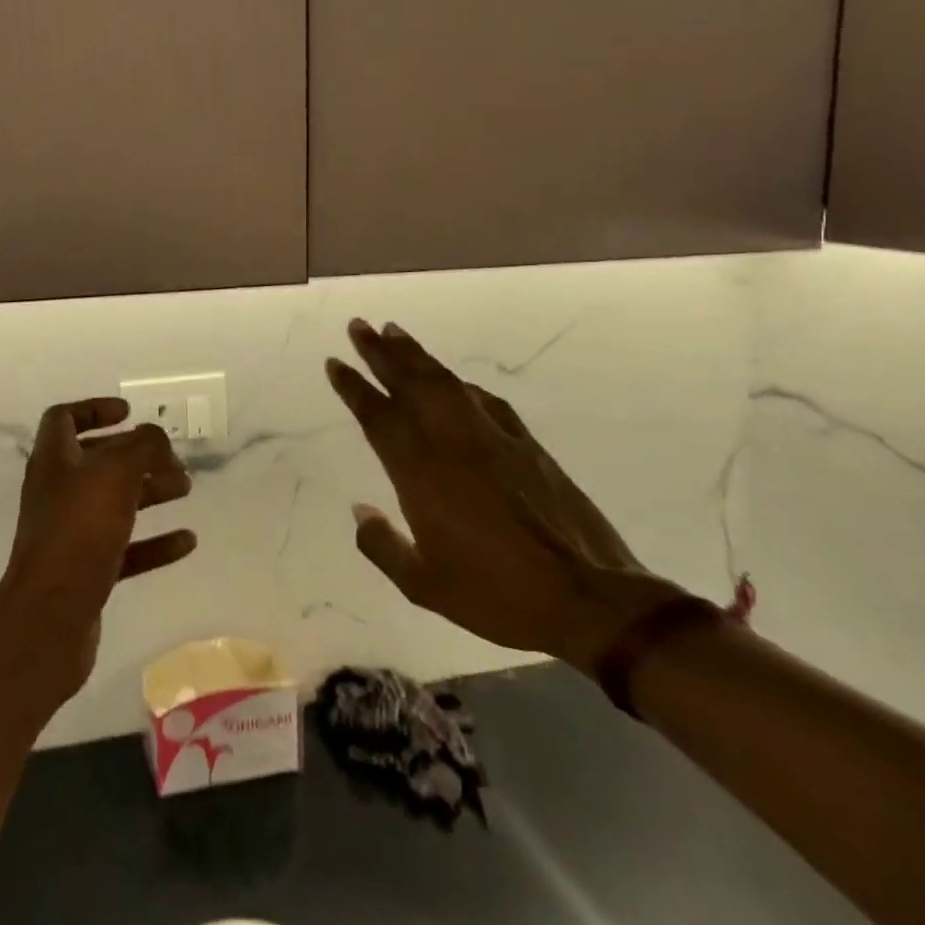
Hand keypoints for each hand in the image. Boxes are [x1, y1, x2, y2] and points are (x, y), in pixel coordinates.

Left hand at [0, 398, 196, 700]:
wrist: (50, 618)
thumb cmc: (79, 531)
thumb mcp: (116, 473)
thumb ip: (141, 446)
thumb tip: (154, 436)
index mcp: (54, 461)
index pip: (63, 419)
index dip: (94, 409)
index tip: (129, 413)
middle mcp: (58, 492)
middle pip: (97, 462)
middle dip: (136, 456)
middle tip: (172, 459)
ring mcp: (70, 534)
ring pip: (114, 504)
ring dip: (150, 492)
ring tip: (186, 489)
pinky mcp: (85, 572)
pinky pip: (124, 548)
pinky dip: (154, 542)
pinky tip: (187, 542)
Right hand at [327, 320, 681, 674]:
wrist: (589, 599)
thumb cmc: (498, 596)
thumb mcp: (424, 585)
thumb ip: (382, 544)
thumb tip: (359, 510)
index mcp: (421, 472)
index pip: (378, 417)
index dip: (353, 386)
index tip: (335, 362)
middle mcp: (452, 443)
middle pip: (410, 383)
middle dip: (380, 352)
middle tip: (359, 325)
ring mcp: (492, 439)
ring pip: (446, 382)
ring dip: (417, 355)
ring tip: (395, 332)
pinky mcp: (527, 445)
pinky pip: (484, 401)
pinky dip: (462, 385)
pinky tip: (455, 380)